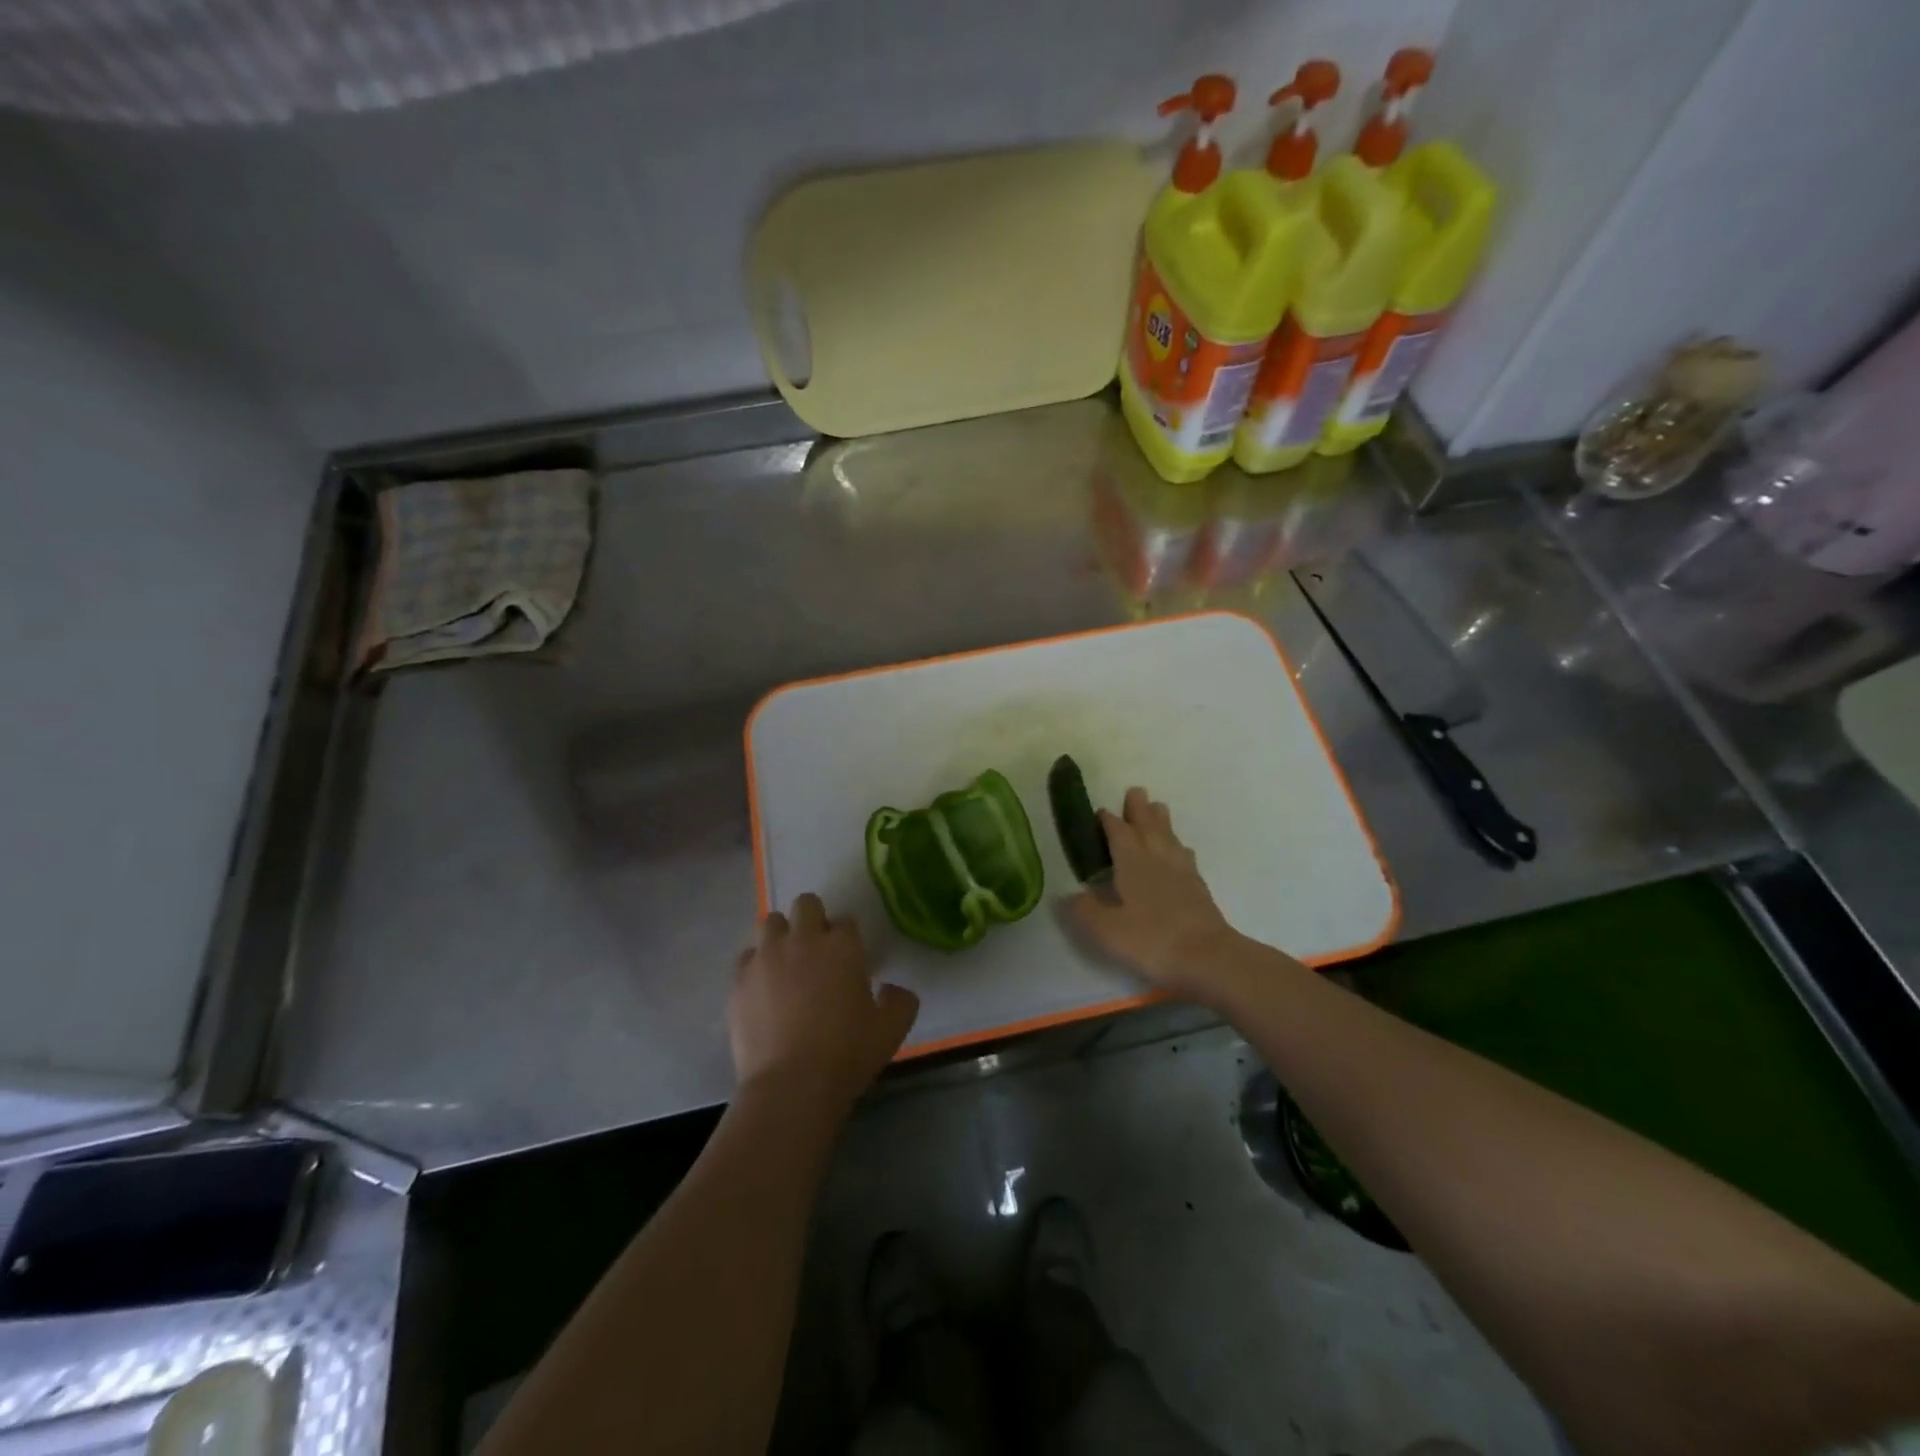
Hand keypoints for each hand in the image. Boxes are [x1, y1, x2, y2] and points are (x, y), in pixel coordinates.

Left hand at [730, 894, 919, 1111]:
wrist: (791, 1086)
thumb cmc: (846, 1054)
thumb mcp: (891, 1030)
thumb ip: (901, 1001)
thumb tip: (891, 988)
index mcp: (842, 946)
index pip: (846, 921)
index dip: (848, 938)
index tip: (849, 960)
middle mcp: (802, 940)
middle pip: (806, 904)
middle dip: (813, 919)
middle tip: (817, 951)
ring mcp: (766, 957)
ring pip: (771, 922)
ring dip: (782, 935)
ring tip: (787, 963)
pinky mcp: (739, 980)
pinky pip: (746, 957)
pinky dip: (756, 965)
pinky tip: (763, 988)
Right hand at [1068, 787, 1260, 1005]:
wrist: (1207, 957)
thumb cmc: (1150, 940)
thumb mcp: (1106, 930)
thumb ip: (1085, 910)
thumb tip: (1068, 896)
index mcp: (1131, 860)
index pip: (1117, 830)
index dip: (1107, 819)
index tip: (1100, 811)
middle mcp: (1156, 856)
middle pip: (1147, 823)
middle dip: (1138, 808)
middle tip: (1135, 791)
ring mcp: (1181, 869)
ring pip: (1168, 835)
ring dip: (1160, 820)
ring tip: (1157, 808)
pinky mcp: (1198, 885)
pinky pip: (1184, 854)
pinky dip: (1177, 845)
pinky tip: (1179, 850)